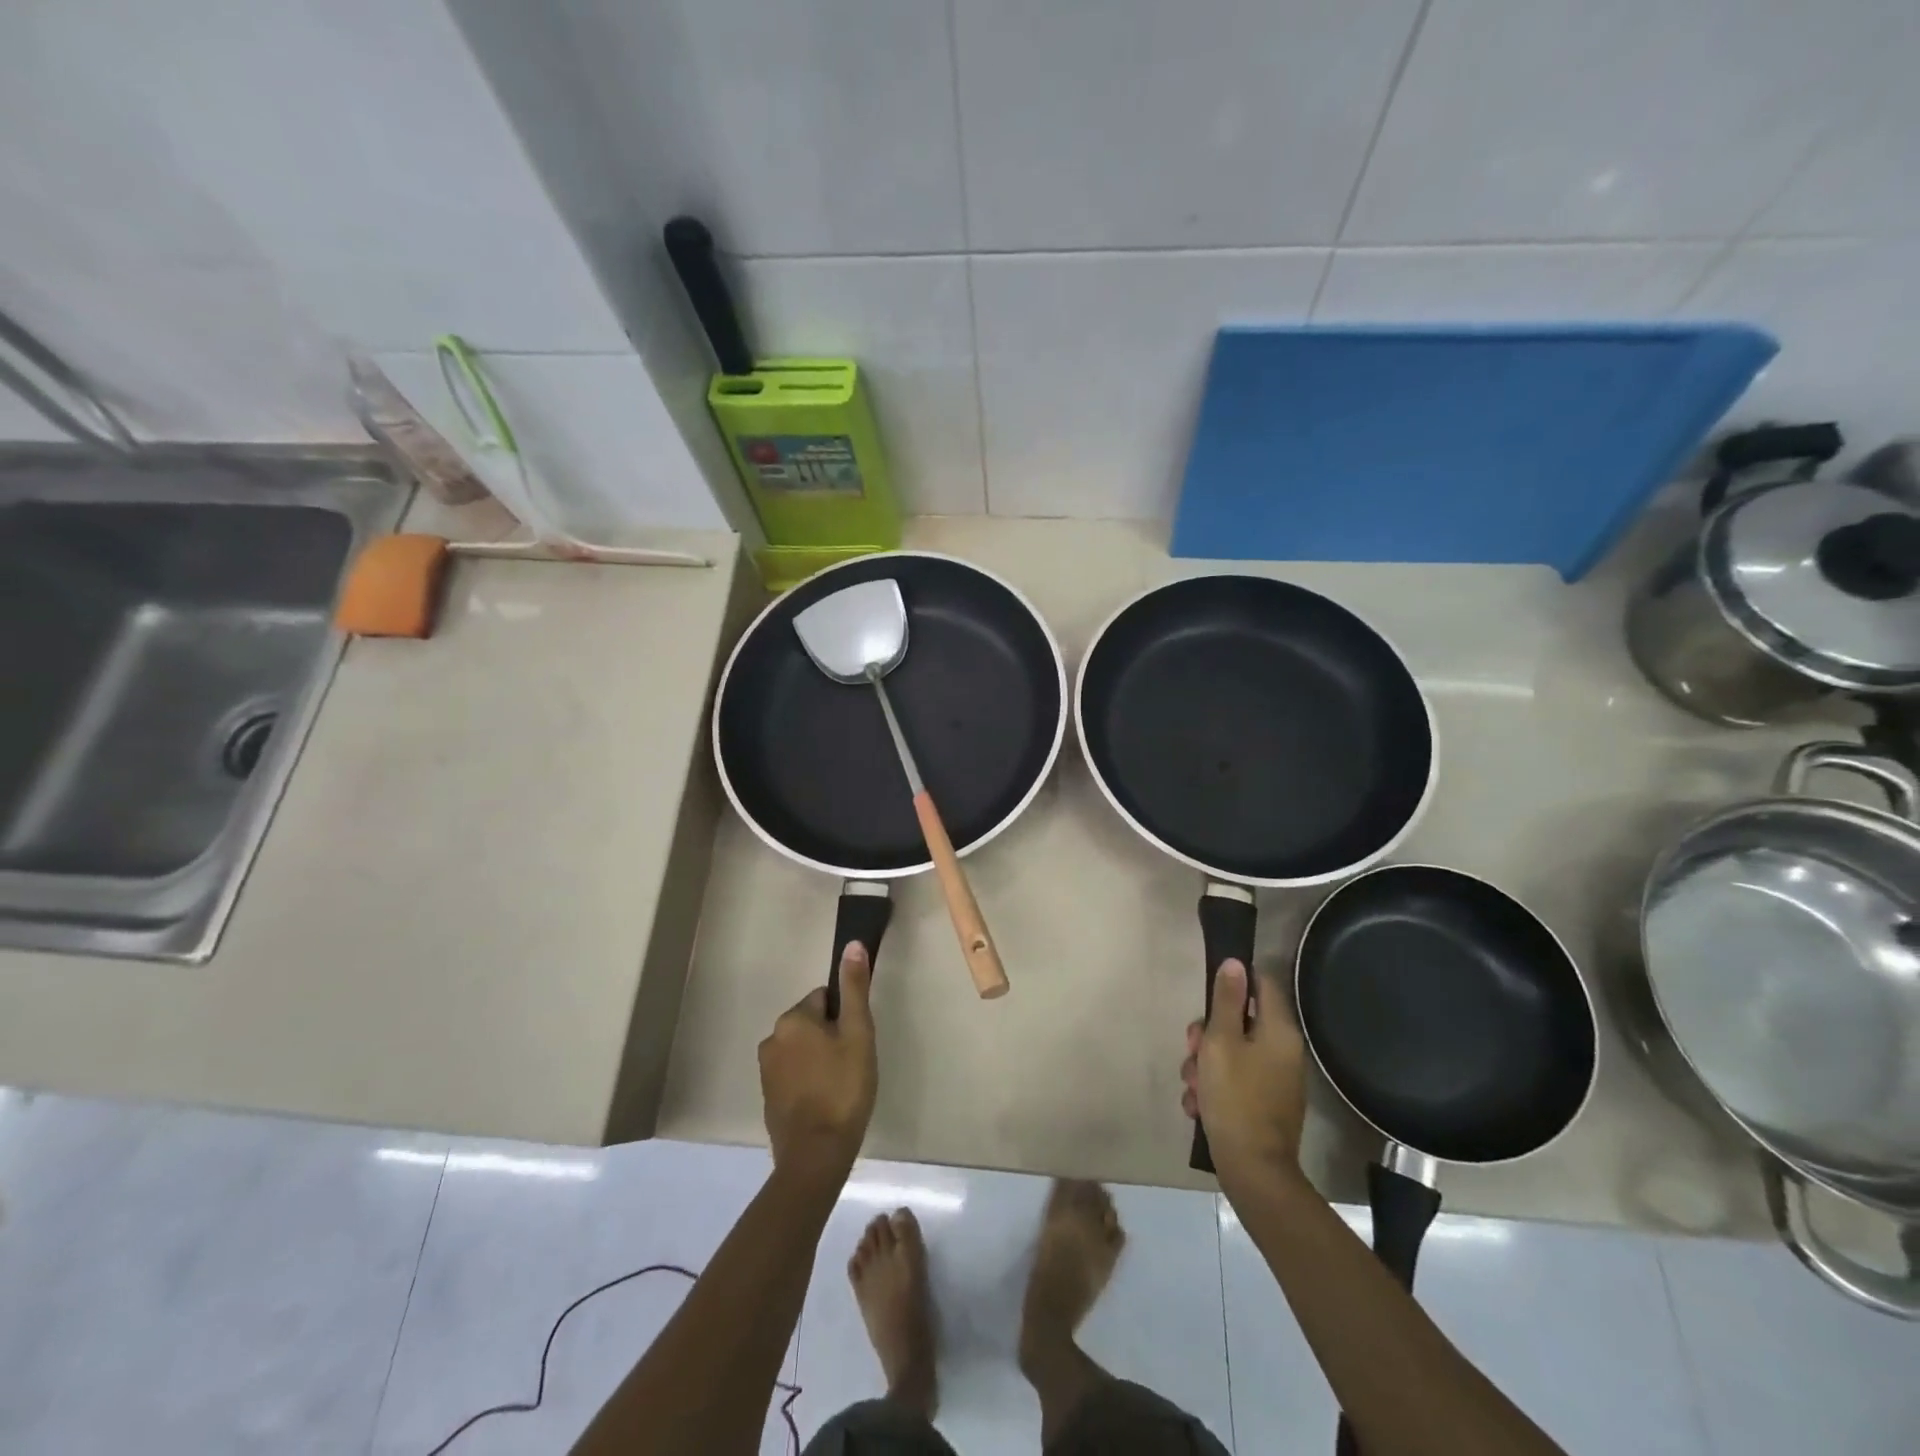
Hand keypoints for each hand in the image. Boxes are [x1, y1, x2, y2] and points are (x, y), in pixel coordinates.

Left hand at [759, 943, 877, 1180]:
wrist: (816, 1154)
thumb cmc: (843, 1088)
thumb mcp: (858, 1033)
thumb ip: (854, 988)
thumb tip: (852, 944)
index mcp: (792, 1019)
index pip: (824, 998)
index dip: (845, 1017)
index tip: (856, 1041)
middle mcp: (772, 1038)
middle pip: (811, 1023)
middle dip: (830, 1037)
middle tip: (851, 1064)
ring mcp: (766, 1070)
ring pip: (802, 1049)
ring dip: (819, 1059)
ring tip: (840, 1085)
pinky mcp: (767, 1097)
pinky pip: (793, 1075)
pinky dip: (808, 1081)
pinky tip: (825, 1101)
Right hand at [1180, 959, 1306, 1186]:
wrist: (1253, 1171)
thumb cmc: (1235, 1098)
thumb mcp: (1221, 1042)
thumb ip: (1227, 1001)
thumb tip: (1236, 962)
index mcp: (1279, 1031)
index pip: (1262, 983)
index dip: (1234, 981)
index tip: (1208, 994)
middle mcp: (1283, 1051)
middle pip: (1240, 1021)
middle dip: (1207, 1033)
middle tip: (1192, 1049)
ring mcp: (1275, 1080)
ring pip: (1231, 1053)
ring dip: (1204, 1064)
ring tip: (1191, 1086)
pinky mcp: (1264, 1104)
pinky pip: (1234, 1081)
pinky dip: (1213, 1088)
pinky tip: (1198, 1105)